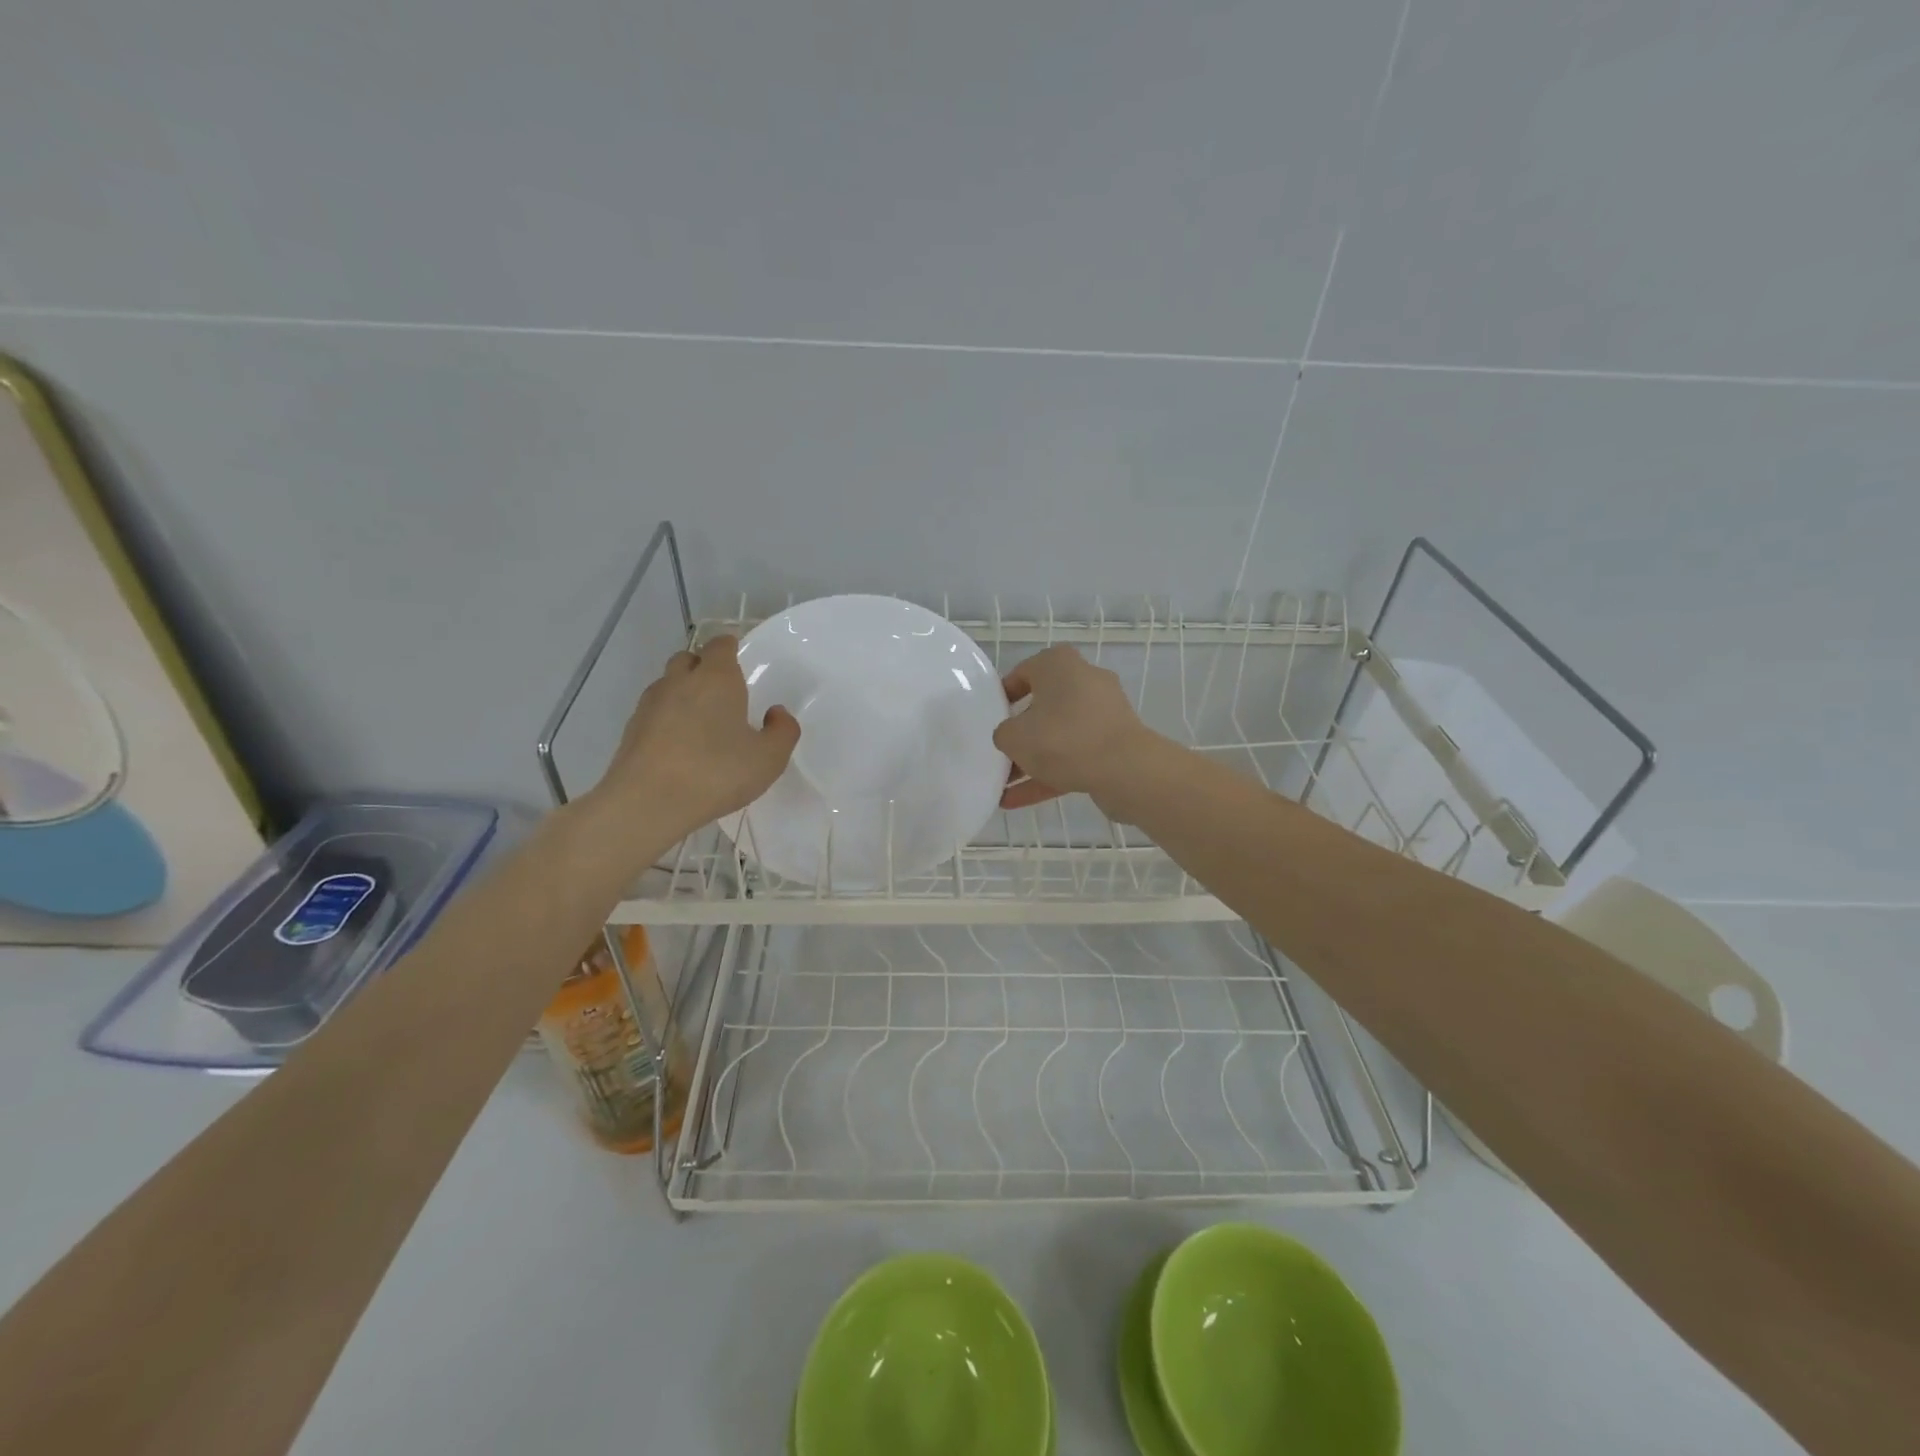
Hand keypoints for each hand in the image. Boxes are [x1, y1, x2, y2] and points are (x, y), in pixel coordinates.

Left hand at [590, 635, 799, 842]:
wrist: (647, 803)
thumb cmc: (716, 773)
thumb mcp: (769, 758)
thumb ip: (783, 731)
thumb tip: (776, 713)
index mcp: (716, 678)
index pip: (720, 645)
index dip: (730, 648)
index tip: (740, 660)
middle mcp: (680, 681)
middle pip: (689, 659)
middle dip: (704, 667)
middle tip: (723, 693)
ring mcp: (650, 704)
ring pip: (669, 684)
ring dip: (684, 694)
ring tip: (702, 722)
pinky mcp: (631, 730)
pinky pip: (655, 712)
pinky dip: (668, 719)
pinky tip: (681, 746)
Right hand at [994, 645, 1162, 815]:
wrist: (1125, 770)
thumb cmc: (1063, 739)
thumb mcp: (1014, 736)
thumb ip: (1004, 734)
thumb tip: (1012, 737)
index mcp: (1060, 664)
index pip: (1023, 673)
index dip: (1002, 697)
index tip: (989, 719)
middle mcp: (1084, 681)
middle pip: (1042, 706)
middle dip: (1020, 733)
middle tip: (998, 752)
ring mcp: (1103, 713)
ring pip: (1058, 735)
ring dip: (1032, 760)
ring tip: (1003, 786)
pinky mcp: (1113, 743)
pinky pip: (1074, 755)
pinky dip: (1049, 774)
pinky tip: (1018, 800)